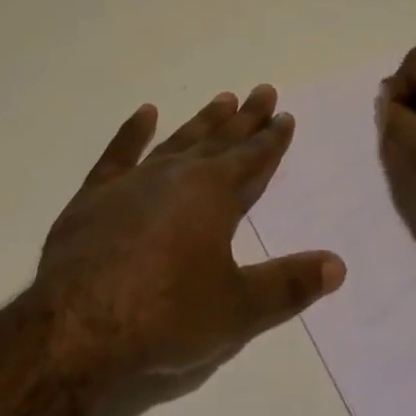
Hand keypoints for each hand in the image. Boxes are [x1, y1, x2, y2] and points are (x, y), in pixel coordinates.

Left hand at [36, 85, 344, 380]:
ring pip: (178, 140)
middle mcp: (179, 175)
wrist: (77, 325)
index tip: (285, 115)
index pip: (253, 158)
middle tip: (262, 90)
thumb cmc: (165, 316)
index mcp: (214, 195)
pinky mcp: (96, 194)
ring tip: (222, 98)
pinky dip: (133, 132)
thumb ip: (288, 285)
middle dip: (245, 118)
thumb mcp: (237, 309)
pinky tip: (145, 113)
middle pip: (220, 139)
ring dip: (202, 121)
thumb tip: (338, 265)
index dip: (272, 138)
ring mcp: (134, 180)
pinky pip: (119, 153)